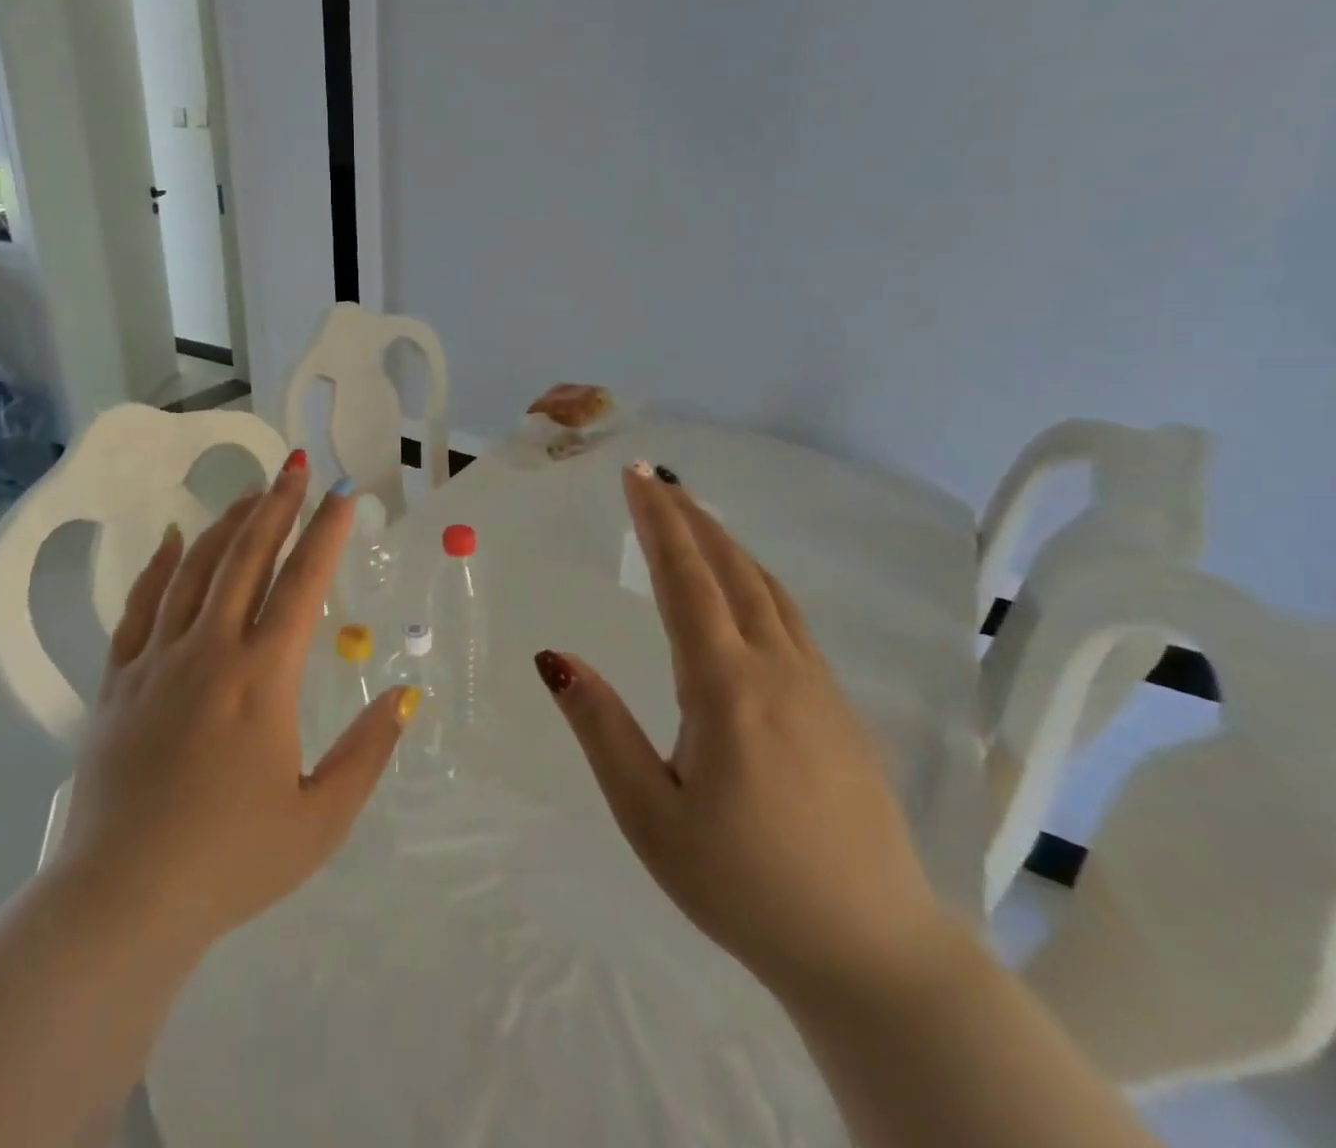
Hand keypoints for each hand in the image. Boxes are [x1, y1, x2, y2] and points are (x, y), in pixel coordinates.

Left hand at [52, 455, 417, 957]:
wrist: (122, 900)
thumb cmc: (231, 862)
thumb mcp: (320, 819)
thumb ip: (368, 751)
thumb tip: (403, 694)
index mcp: (263, 678)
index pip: (302, 583)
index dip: (326, 533)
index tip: (344, 494)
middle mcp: (210, 650)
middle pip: (247, 557)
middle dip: (277, 506)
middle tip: (296, 466)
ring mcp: (157, 660)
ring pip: (194, 569)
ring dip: (226, 524)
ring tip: (251, 493)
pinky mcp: (118, 680)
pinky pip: (140, 606)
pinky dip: (159, 565)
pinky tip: (172, 538)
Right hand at [533, 462, 948, 1004]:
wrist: (874, 954)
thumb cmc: (744, 886)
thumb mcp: (650, 815)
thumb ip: (601, 728)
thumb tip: (554, 657)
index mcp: (727, 688)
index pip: (686, 581)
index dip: (658, 522)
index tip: (635, 475)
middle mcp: (778, 670)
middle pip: (732, 570)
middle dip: (689, 517)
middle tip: (654, 478)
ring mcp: (818, 688)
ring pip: (768, 590)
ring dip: (725, 543)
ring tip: (692, 516)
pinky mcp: (839, 710)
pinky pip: (790, 619)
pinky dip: (755, 580)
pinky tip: (744, 588)